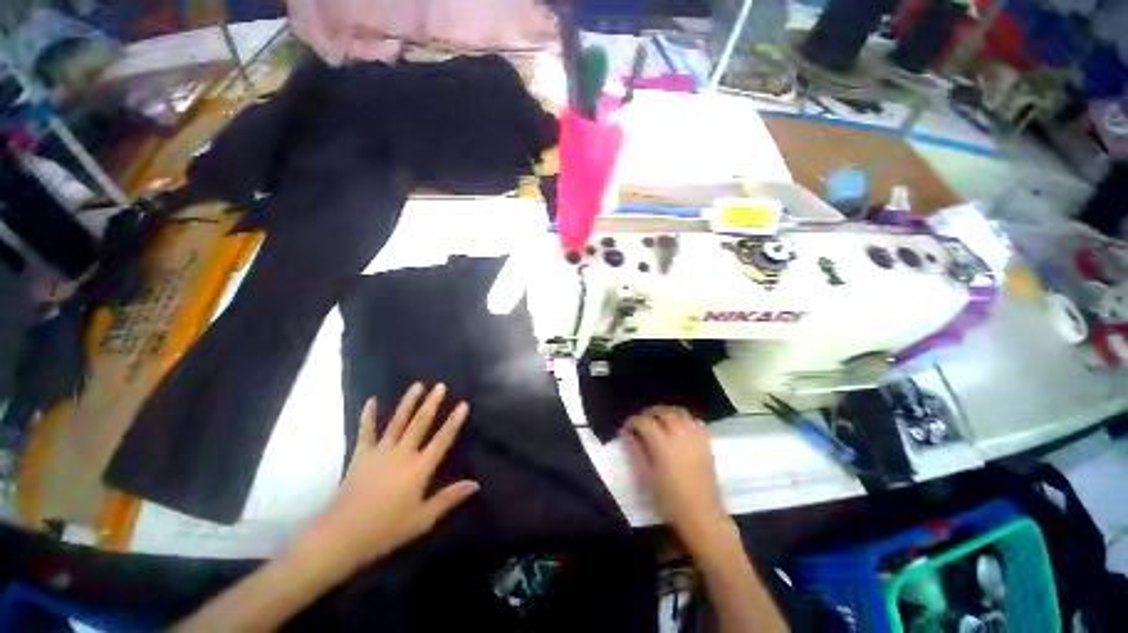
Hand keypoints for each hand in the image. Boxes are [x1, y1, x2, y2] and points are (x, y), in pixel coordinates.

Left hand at [303, 383, 478, 572]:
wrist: (342, 536)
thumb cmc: (386, 529)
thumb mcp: (423, 519)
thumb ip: (449, 498)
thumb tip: (475, 484)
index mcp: (420, 468)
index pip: (443, 439)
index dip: (454, 421)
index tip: (463, 404)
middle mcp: (403, 453)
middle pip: (420, 423)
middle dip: (432, 403)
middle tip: (440, 386)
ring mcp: (381, 451)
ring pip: (398, 421)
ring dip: (408, 402)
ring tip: (417, 385)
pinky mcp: (361, 455)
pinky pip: (366, 431)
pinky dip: (369, 415)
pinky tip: (372, 400)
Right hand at [623, 406, 731, 551]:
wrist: (702, 514)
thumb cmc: (669, 499)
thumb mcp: (646, 476)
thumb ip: (636, 451)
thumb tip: (629, 436)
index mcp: (661, 443)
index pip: (643, 421)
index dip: (632, 421)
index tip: (626, 428)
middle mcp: (678, 433)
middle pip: (661, 412)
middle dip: (649, 414)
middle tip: (641, 423)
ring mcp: (694, 436)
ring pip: (679, 411)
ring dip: (666, 413)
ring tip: (659, 421)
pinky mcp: (706, 441)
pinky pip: (694, 420)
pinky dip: (684, 419)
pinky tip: (679, 427)